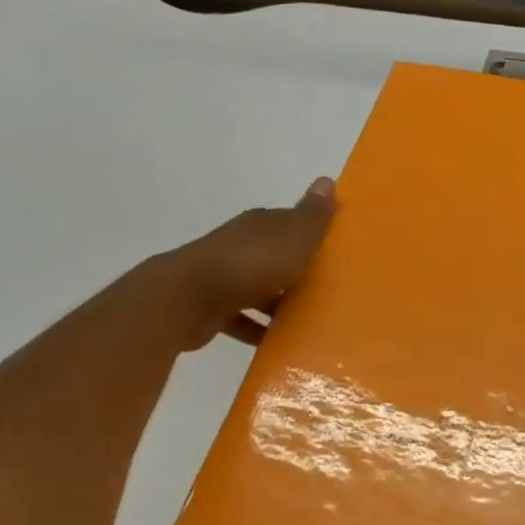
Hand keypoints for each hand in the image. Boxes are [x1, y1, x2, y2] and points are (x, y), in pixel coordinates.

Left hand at [152, 178, 337, 351]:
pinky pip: (242, 318)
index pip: (290, 223)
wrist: (187, 298)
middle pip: (275, 256)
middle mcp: (240, 246)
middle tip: (329, 290)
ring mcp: (223, 277)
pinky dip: (258, 329)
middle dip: (298, 270)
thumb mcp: (293, 237)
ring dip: (278, 303)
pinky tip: (277, 344)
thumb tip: (326, 180)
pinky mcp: (212, 308)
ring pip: (258, 288)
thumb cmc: (249, 264)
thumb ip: (312, 216)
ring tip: (308, 322)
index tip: (336, 252)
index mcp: (260, 225)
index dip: (312, 234)